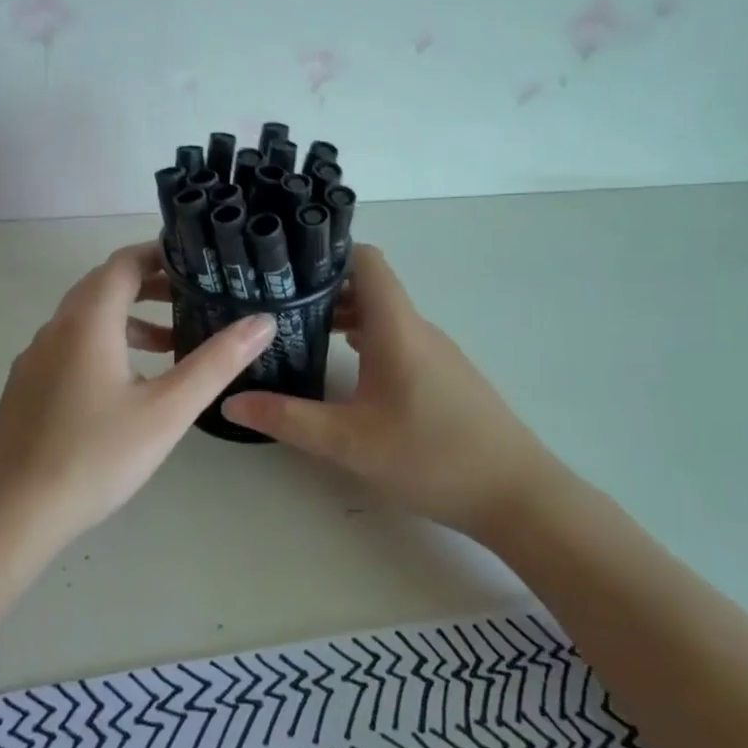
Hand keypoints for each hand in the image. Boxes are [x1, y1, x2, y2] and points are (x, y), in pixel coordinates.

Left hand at [0, 241, 274, 557]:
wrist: (12, 513)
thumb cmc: (96, 456)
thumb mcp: (167, 410)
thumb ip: (216, 362)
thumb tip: (263, 321)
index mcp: (87, 321)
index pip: (123, 263)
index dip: (159, 253)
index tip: (196, 261)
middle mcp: (55, 328)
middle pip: (103, 286)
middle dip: (148, 285)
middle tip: (192, 297)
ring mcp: (35, 359)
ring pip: (85, 319)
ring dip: (128, 319)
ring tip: (170, 344)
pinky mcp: (26, 387)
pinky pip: (70, 346)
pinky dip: (105, 344)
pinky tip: (127, 385)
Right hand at [222, 244, 568, 535]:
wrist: (517, 495)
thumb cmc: (432, 457)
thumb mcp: (349, 442)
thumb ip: (287, 418)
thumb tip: (230, 402)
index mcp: (396, 326)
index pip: (365, 260)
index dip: (326, 252)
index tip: (283, 265)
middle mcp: (416, 328)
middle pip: (367, 287)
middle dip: (320, 289)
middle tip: (272, 305)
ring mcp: (434, 351)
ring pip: (381, 315)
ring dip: (342, 318)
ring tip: (297, 335)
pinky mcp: (443, 375)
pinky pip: (396, 339)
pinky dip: (364, 340)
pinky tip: (342, 370)